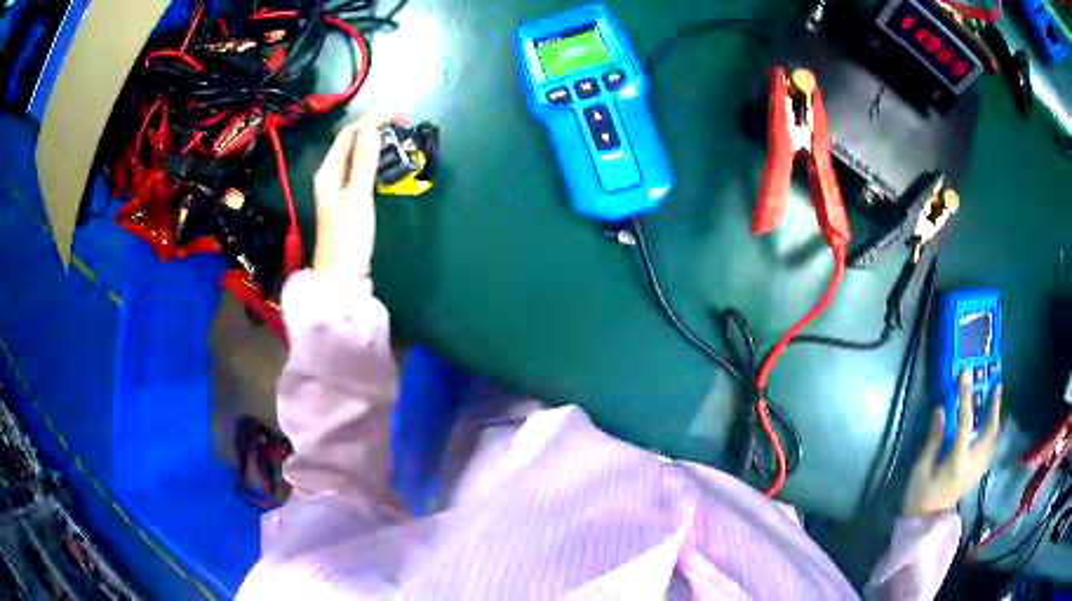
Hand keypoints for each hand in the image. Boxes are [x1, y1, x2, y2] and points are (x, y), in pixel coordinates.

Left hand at [312, 114, 388, 277]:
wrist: (341, 277)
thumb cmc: (348, 237)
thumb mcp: (358, 196)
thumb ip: (365, 161)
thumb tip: (372, 128)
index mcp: (328, 172)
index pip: (349, 134)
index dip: (372, 119)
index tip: (399, 113)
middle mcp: (331, 176)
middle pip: (351, 142)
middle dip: (375, 126)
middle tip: (403, 120)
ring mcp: (339, 188)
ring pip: (357, 155)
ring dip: (377, 141)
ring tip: (399, 134)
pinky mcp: (349, 200)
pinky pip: (362, 169)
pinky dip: (376, 159)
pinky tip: (388, 159)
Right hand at [902, 371, 1002, 515]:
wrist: (924, 525)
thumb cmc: (919, 498)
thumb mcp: (921, 469)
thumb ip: (934, 439)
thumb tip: (941, 410)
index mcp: (958, 461)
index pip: (966, 422)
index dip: (966, 396)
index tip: (965, 375)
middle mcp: (973, 464)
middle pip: (990, 430)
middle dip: (994, 407)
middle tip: (996, 386)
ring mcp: (977, 471)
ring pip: (993, 439)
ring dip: (996, 418)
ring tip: (995, 401)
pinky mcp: (976, 475)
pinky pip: (990, 448)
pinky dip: (993, 433)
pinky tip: (991, 426)